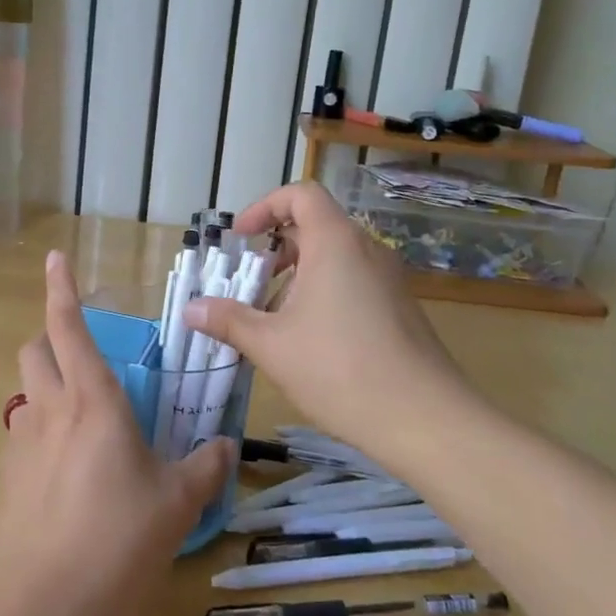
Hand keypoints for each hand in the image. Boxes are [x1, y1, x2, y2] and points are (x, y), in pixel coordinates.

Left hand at [0, 250, 234, 615]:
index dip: (61, 288)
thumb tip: (226, 447)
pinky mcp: (7, 477)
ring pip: (24, 392)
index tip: (55, 258)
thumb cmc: (120, 536)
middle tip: (79, 355)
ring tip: (76, 417)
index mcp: (94, 400)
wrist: (48, 600)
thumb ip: (205, 468)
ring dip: (44, 386)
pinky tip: (61, 471)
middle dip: (50, 338)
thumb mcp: (177, 501)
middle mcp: (51, 409)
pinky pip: (20, 435)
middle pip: (34, 350)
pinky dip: (38, 433)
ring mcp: (22, 443)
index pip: (69, 327)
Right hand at [184, 181, 461, 451]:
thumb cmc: (340, 369)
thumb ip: (228, 320)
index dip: (265, 206)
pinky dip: (323, 293)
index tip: (241, 237)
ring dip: (298, 276)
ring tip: (272, 318)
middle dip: (276, 249)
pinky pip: (354, 282)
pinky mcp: (400, 308)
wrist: (426, 420)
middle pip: (316, 226)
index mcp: (336, 242)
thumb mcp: (271, 345)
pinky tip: (308, 340)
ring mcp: (389, 280)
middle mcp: (366, 250)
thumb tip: (189, 309)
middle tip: (250, 282)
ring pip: (335, 257)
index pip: (301, 195)